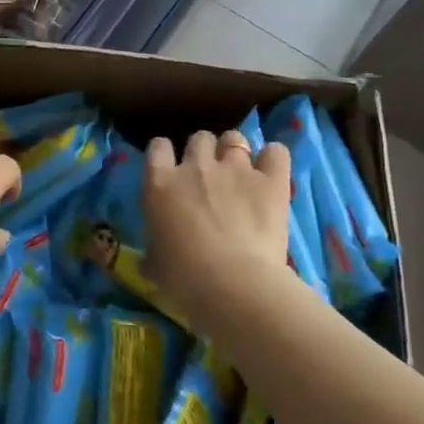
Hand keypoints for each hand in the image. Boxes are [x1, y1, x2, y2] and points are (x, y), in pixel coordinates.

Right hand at [142, 130, 293, 333]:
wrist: (233, 286)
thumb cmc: (184, 281)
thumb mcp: (154, 266)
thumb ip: (151, 251)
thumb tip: (148, 259)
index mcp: (160, 184)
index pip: (158, 147)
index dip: (165, 155)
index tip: (170, 170)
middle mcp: (196, 166)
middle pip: (199, 138)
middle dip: (203, 152)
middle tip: (209, 178)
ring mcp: (235, 169)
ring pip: (234, 138)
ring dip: (235, 152)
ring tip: (241, 174)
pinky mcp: (270, 180)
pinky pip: (275, 152)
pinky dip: (273, 159)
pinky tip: (271, 174)